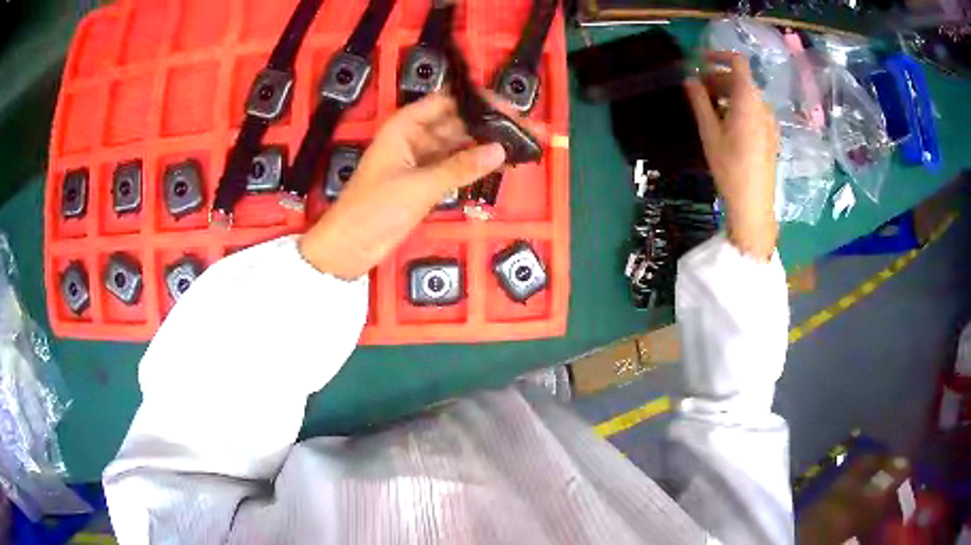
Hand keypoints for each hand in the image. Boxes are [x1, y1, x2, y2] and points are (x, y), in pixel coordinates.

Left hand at [299, 94, 505, 279]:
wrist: (349, 247)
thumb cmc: (373, 209)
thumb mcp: (419, 186)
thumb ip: (460, 167)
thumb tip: (498, 150)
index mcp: (404, 127)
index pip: (447, 102)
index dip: (478, 102)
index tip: (508, 109)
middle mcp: (414, 138)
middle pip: (457, 123)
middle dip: (489, 125)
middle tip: (524, 130)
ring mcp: (420, 161)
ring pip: (458, 146)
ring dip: (485, 146)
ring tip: (519, 146)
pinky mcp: (424, 182)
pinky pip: (454, 167)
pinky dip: (474, 166)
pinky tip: (499, 165)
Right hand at [685, 52, 779, 260]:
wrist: (754, 203)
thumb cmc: (730, 167)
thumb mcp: (709, 132)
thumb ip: (699, 101)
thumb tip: (689, 78)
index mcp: (748, 100)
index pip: (738, 62)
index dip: (718, 56)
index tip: (700, 61)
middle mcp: (763, 105)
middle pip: (741, 80)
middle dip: (718, 78)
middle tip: (697, 90)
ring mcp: (769, 121)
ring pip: (747, 96)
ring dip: (727, 94)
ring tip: (709, 109)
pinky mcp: (771, 135)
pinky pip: (754, 110)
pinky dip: (738, 107)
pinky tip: (726, 125)